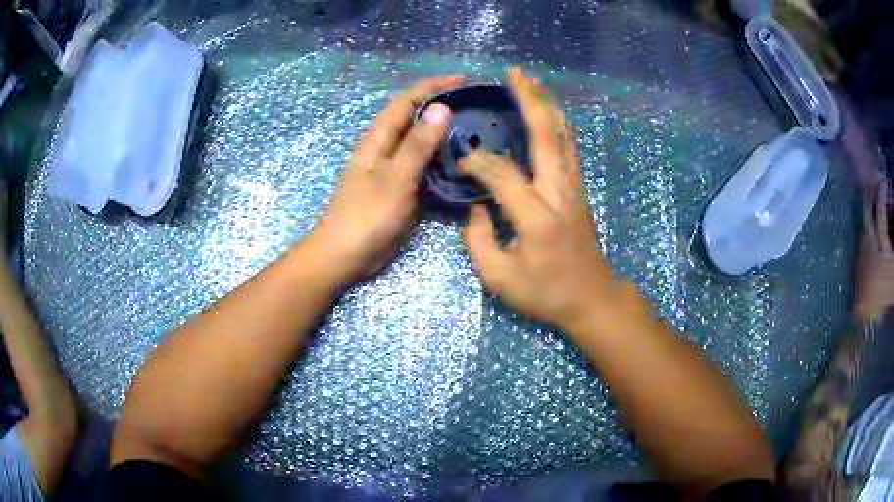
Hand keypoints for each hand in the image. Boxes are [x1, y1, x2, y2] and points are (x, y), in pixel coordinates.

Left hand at [309, 75, 464, 281]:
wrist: (344, 255)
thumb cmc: (366, 216)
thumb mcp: (395, 178)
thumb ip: (417, 144)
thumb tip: (441, 108)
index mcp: (379, 138)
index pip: (407, 100)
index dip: (434, 86)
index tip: (465, 80)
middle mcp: (386, 147)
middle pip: (416, 118)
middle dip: (443, 106)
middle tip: (478, 106)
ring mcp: (393, 168)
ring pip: (422, 142)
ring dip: (445, 133)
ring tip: (478, 129)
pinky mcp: (400, 188)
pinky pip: (424, 166)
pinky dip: (442, 159)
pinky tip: (463, 162)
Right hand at [460, 67, 623, 330]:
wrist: (590, 298)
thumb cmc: (545, 292)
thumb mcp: (498, 278)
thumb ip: (477, 240)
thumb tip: (474, 207)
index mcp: (536, 217)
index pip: (502, 174)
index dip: (478, 163)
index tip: (461, 163)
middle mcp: (559, 192)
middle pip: (546, 135)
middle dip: (529, 100)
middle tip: (514, 74)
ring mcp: (574, 187)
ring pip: (563, 135)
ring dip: (547, 105)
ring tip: (531, 82)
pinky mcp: (579, 189)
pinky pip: (569, 147)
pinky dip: (558, 124)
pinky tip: (549, 112)